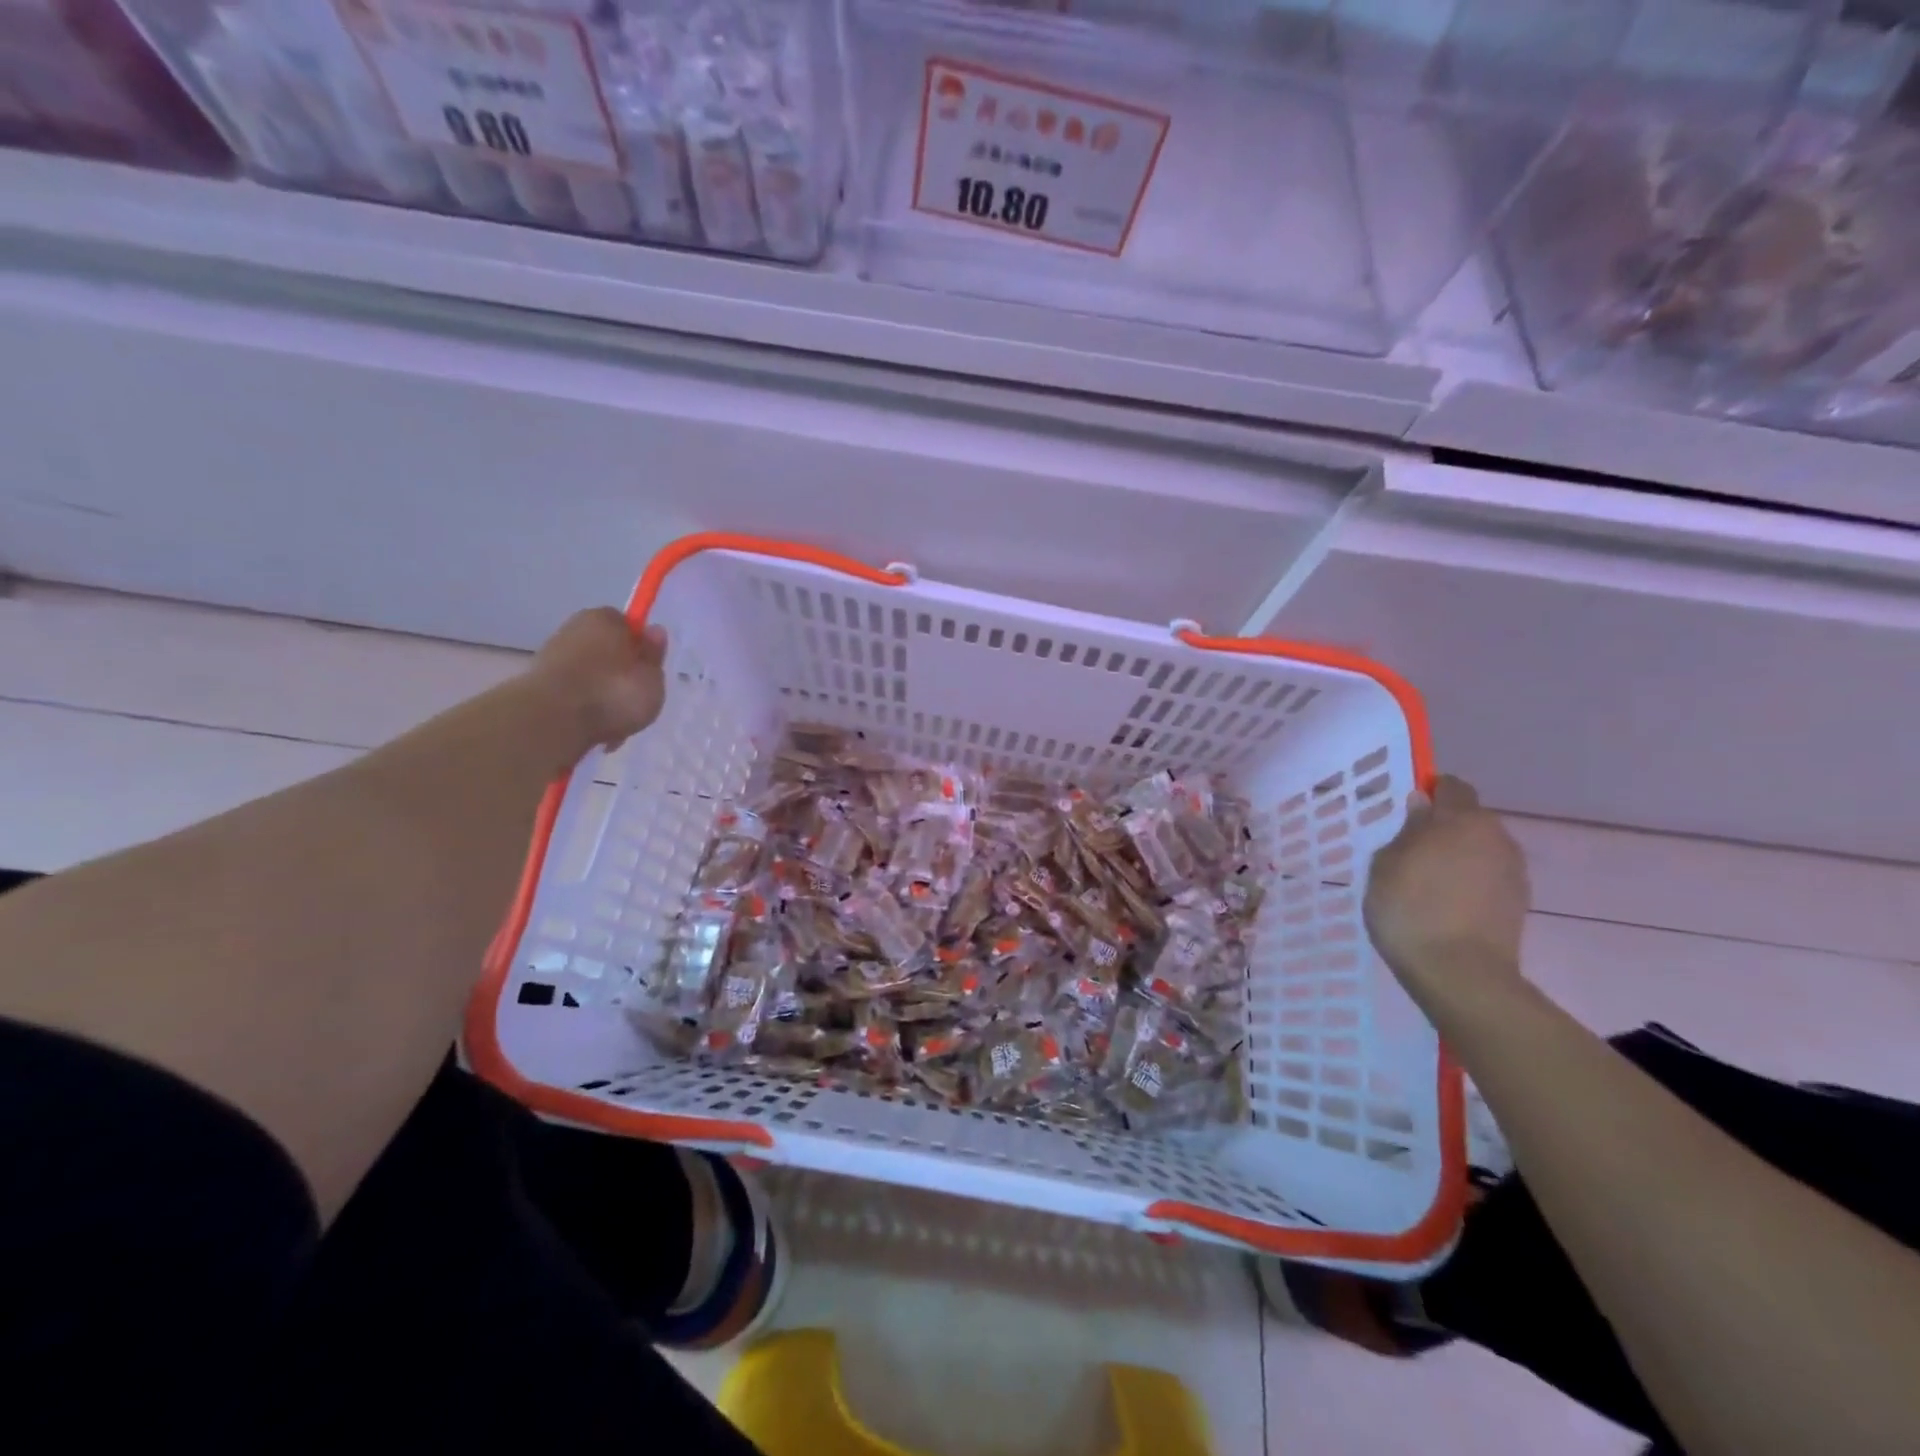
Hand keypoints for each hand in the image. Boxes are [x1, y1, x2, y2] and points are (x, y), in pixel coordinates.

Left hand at [527, 608, 667, 756]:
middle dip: (619, 674)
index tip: (648, 672)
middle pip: (607, 650)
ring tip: (614, 725)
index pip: (628, 625)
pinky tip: (594, 731)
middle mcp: (575, 629)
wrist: (551, 720)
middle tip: (635, 701)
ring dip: (602, 696)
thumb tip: (655, 631)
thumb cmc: (612, 692)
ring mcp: (552, 656)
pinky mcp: (537, 684)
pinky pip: (573, 695)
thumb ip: (654, 656)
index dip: (641, 648)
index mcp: (605, 618)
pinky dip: (583, 709)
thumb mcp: (652, 678)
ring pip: (590, 675)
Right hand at [1363, 776, 1528, 999]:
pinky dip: (1469, 883)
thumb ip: (1407, 830)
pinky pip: (1487, 878)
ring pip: (1479, 849)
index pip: (1451, 786)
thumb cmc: (1410, 909)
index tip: (1407, 810)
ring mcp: (1513, 871)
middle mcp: (1495, 836)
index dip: (1430, 792)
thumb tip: (1422, 808)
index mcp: (1461, 819)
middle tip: (1409, 850)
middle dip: (1443, 828)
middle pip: (1468, 819)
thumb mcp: (1386, 864)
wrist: (1460, 973)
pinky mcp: (1519, 902)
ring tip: (1426, 883)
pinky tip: (1446, 905)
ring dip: (1457, 857)